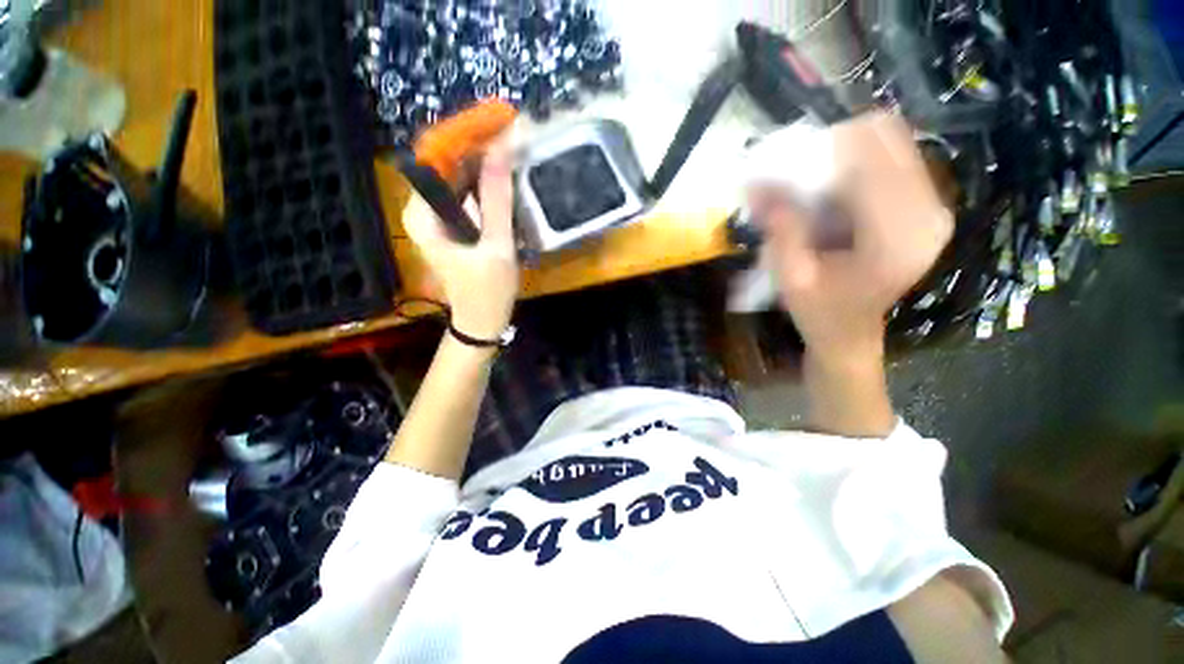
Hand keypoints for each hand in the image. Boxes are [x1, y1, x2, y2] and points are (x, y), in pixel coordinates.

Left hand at [402, 137, 519, 339]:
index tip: (498, 122)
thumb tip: (500, 153)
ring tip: (514, 153)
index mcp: (424, 214)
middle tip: (513, 137)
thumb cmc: (487, 292)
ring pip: (459, 180)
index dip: (467, 137)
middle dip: (478, 150)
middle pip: (448, 167)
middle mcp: (423, 211)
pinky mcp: (451, 227)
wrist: (480, 323)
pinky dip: (485, 187)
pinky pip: (466, 197)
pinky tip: (506, 181)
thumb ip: (497, 201)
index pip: (438, 159)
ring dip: (485, 167)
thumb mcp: (497, 247)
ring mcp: (436, 219)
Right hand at [753, 112, 952, 363]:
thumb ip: (781, 230)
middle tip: (797, 172)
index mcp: (898, 236)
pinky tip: (832, 192)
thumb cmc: (819, 312)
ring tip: (812, 184)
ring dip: (844, 153)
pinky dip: (857, 163)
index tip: (784, 166)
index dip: (823, 150)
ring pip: (891, 142)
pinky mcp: (927, 206)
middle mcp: (928, 212)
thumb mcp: (790, 277)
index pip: (870, 158)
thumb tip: (755, 183)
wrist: (850, 333)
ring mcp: (933, 206)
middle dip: (834, 145)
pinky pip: (894, 159)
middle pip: (886, 138)